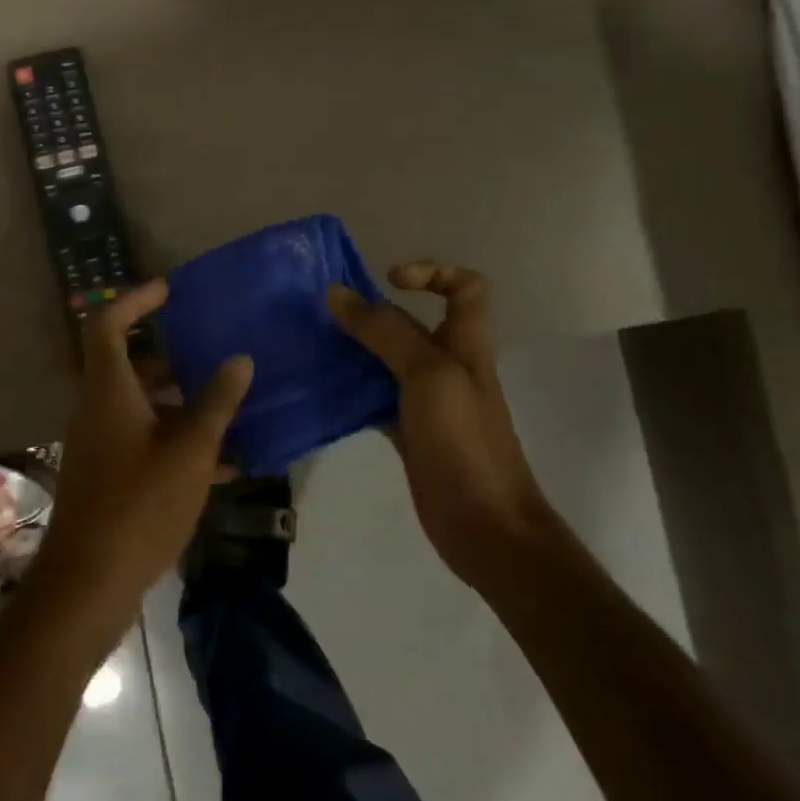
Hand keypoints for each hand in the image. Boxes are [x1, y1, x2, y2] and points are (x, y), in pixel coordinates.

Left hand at [34, 279, 253, 623]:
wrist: (89, 584)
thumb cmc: (139, 505)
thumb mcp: (190, 451)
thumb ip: (216, 403)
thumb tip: (240, 359)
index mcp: (108, 390)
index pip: (108, 324)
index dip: (135, 300)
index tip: (169, 291)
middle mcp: (97, 408)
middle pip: (128, 364)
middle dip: (171, 357)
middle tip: (210, 352)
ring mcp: (99, 444)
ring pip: (140, 405)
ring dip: (180, 403)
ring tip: (228, 408)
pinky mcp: (107, 475)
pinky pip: (143, 441)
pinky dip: (176, 441)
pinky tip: (223, 464)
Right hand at [327, 264, 553, 587]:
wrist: (485, 528)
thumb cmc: (464, 442)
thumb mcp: (427, 374)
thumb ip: (384, 331)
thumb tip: (336, 293)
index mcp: (465, 343)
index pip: (465, 288)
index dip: (432, 272)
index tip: (388, 280)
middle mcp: (447, 365)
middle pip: (412, 322)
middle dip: (372, 311)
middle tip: (326, 312)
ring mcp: (427, 400)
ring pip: (387, 359)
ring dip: (354, 348)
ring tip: (313, 343)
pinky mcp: (407, 431)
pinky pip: (374, 396)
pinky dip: (350, 388)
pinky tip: (321, 387)